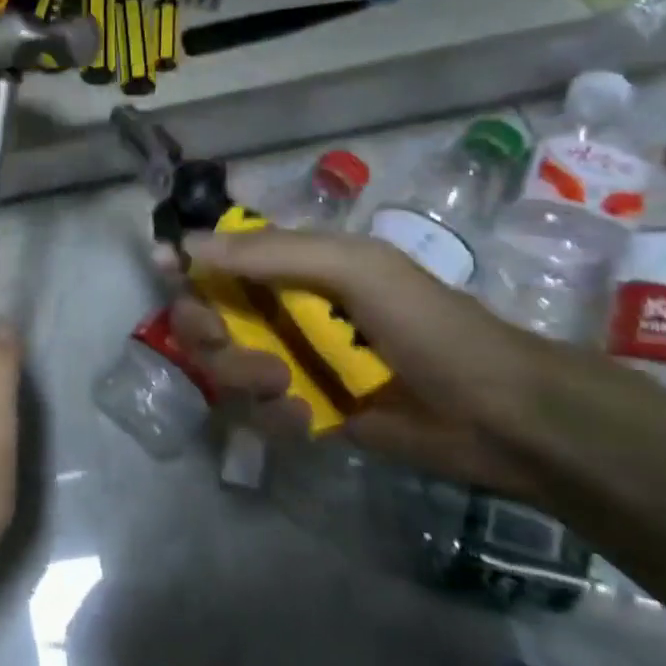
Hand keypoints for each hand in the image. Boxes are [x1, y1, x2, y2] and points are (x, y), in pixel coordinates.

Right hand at [166, 230, 552, 499]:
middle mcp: (284, 312)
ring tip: (285, 387)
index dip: (189, 262)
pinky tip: (308, 420)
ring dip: (242, 375)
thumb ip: (270, 253)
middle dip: (207, 330)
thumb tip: (186, 245)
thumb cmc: (428, 324)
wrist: (499, 414)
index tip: (166, 271)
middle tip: (228, 343)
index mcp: (295, 267)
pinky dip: (274, 416)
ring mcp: (293, 363)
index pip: (221, 256)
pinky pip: (257, 412)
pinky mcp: (305, 411)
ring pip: (225, 366)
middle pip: (208, 314)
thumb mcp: (353, 269)